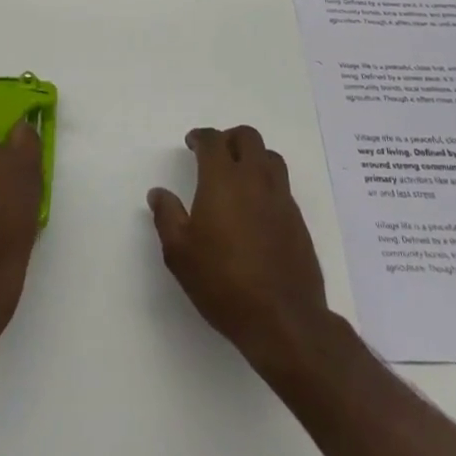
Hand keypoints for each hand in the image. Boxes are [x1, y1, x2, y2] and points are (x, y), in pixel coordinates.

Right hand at [148, 125, 331, 367]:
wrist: (283, 319)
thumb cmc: (223, 282)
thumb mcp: (180, 253)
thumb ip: (167, 216)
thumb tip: (158, 193)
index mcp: (223, 179)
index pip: (213, 140)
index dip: (200, 137)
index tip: (192, 144)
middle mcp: (255, 178)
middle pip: (248, 137)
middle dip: (229, 138)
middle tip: (215, 155)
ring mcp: (281, 198)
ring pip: (270, 157)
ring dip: (253, 156)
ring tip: (239, 176)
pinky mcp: (298, 220)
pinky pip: (282, 185)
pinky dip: (267, 183)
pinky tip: (257, 208)